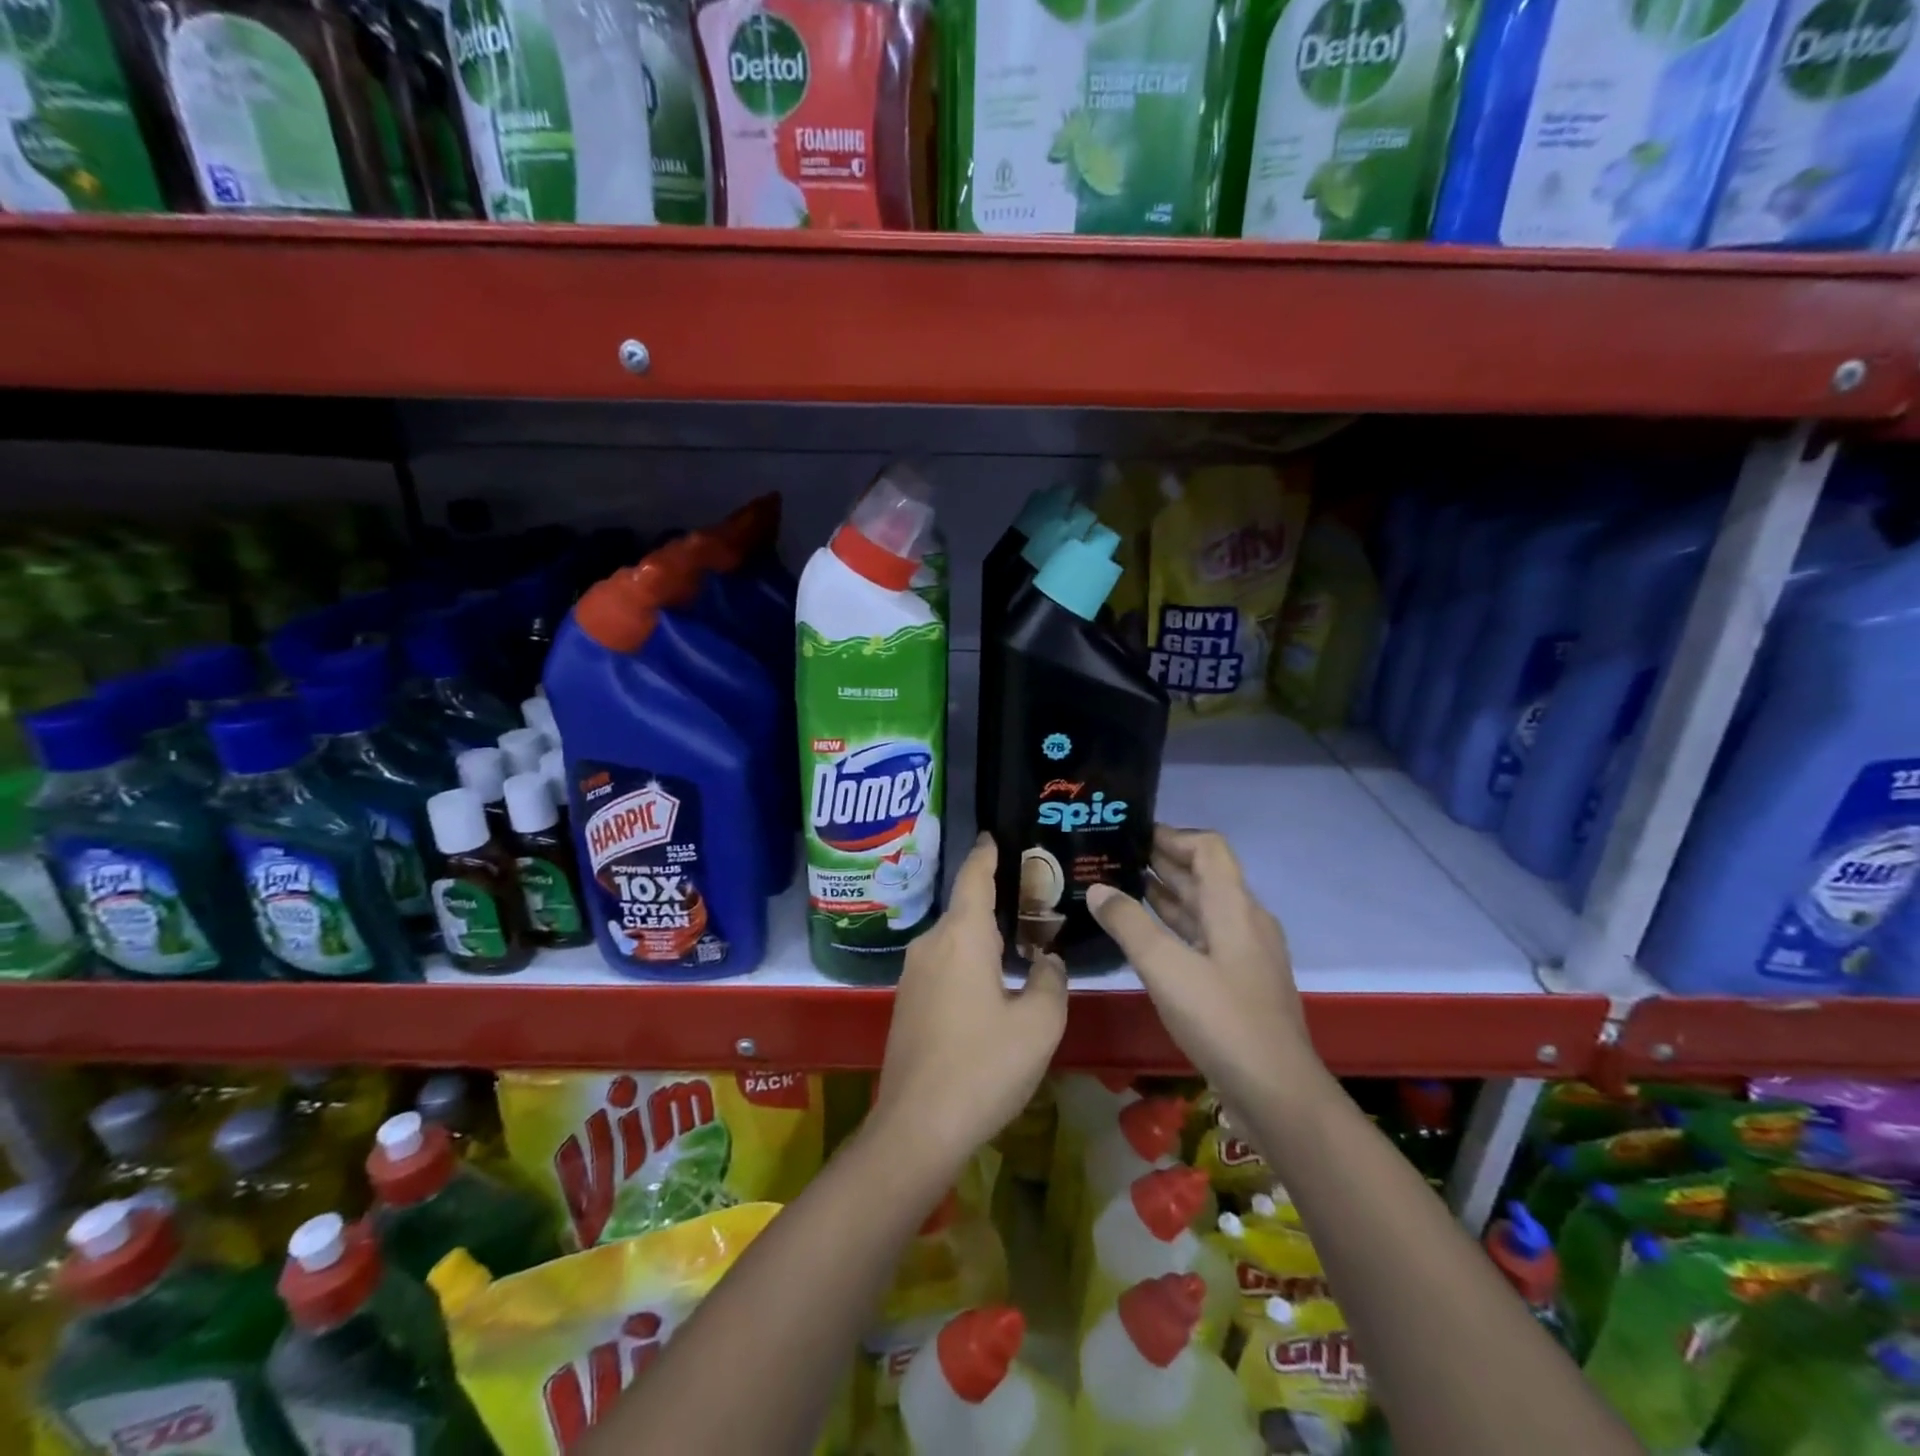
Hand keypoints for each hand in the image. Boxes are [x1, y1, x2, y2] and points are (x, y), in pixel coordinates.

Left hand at [874, 833, 1067, 1165]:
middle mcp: (931, 944)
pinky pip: (944, 965)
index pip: (974, 876)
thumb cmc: (983, 1066)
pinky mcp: (907, 1002)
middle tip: (1033, 897)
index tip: (994, 834)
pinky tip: (991, 983)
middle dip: (996, 900)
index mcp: (962, 936)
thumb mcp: (1038, 1024)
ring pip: (955, 940)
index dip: (987, 853)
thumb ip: (1050, 981)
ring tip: (1018, 939)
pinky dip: (969, 961)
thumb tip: (1047, 961)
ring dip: (983, 937)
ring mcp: (913, 974)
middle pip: (966, 909)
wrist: (917, 1127)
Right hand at [1088, 826, 1316, 1108]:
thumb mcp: (1166, 967)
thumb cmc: (1222, 1019)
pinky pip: (1202, 936)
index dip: (1172, 835)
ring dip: (1165, 894)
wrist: (1277, 1093)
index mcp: (1234, 906)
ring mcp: (1244, 953)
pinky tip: (1143, 934)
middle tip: (1113, 857)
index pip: (1207, 847)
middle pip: (1204, 875)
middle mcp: (1244, 920)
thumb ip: (1128, 923)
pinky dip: (1173, 926)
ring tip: (1119, 887)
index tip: (1131, 834)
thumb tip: (1097, 888)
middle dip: (1161, 862)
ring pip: (1202, 908)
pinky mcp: (1239, 981)